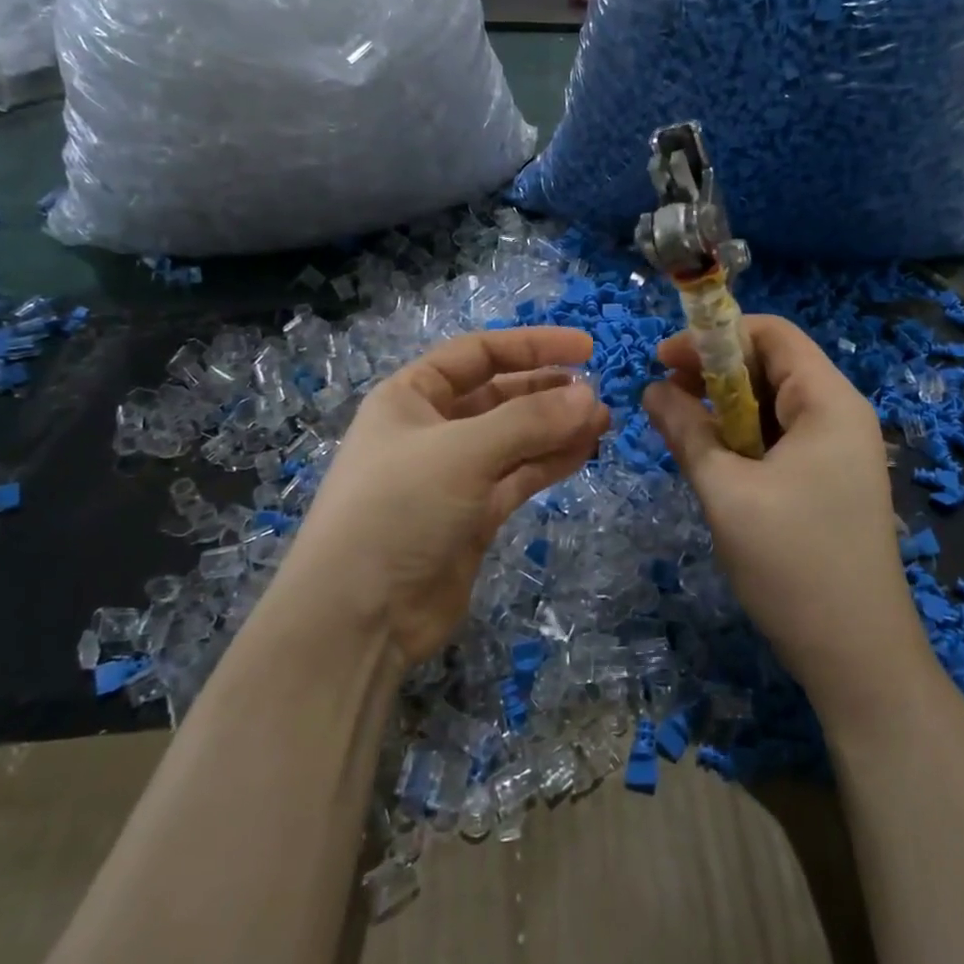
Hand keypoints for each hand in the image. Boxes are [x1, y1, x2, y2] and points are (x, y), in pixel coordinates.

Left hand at [278, 328, 609, 666]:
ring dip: (556, 428)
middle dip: (548, 391)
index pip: (478, 353)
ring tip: (603, 422)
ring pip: (515, 438)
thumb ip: (529, 421)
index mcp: (411, 396)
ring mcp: (455, 474)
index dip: (532, 345)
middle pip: (500, 395)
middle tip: (598, 396)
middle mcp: (433, 428)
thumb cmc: (398, 509)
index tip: (586, 348)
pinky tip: (584, 451)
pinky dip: (550, 462)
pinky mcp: (474, 515)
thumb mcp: (463, 452)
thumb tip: (591, 398)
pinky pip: (519, 476)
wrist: (360, 617)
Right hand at [643, 316, 923, 715]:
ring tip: (679, 424)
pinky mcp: (829, 481)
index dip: (714, 336)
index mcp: (829, 402)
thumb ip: (687, 431)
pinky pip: (780, 438)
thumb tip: (651, 389)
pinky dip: (743, 437)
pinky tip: (711, 456)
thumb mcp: (726, 491)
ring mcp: (839, 450)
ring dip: (725, 406)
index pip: (773, 333)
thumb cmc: (792, 564)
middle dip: (715, 371)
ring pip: (773, 404)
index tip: (664, 358)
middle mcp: (841, 415)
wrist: (857, 656)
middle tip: (664, 393)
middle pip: (773, 365)